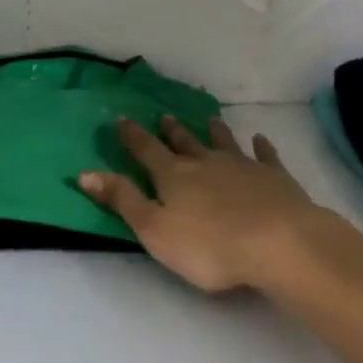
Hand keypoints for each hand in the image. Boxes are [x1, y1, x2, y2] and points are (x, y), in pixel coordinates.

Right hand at [77, 116, 326, 293]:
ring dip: (214, 132)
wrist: (278, 241)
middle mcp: (204, 162)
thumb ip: (122, 200)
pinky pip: (265, 157)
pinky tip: (261, 140)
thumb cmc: (209, 245)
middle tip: (165, 117)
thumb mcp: (155, 230)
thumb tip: (84, 172)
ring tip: (210, 120)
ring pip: (223, 143)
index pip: (146, 150)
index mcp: (173, 175)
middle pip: (185, 143)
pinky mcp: (274, 178)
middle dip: (172, 131)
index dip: (132, 136)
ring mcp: (242, 166)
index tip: (122, 119)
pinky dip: (262, 147)